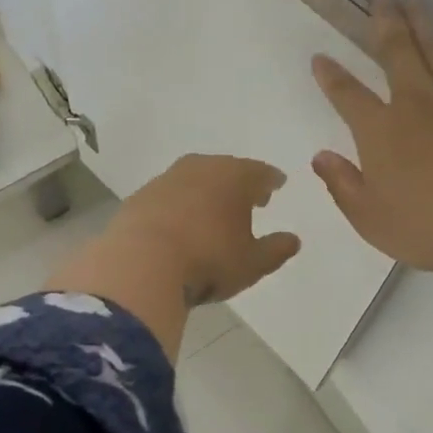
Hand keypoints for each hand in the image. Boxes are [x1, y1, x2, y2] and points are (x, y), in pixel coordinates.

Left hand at [46, 154, 300, 359]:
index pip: (260, 172)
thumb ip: (276, 250)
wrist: (141, 263)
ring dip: (206, 191)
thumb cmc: (208, 261)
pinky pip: (169, 195)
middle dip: (239, 181)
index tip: (277, 185)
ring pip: (194, 179)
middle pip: (226, 169)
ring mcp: (166, 179)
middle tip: (248, 195)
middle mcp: (201, 168)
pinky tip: (180, 222)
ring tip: (213, 209)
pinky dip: (179, 204)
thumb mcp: (252, 263)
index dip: (271, 180)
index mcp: (235, 177)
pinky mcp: (140, 197)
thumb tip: (293, 240)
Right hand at [311, 0, 432, 342]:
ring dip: (426, 23)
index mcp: (381, 131)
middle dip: (385, 21)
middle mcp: (417, 103)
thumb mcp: (370, 218)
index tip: (320, 57)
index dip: (331, 76)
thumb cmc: (427, 227)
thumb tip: (321, 156)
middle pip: (397, 51)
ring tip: (416, 2)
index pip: (348, 95)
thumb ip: (342, 184)